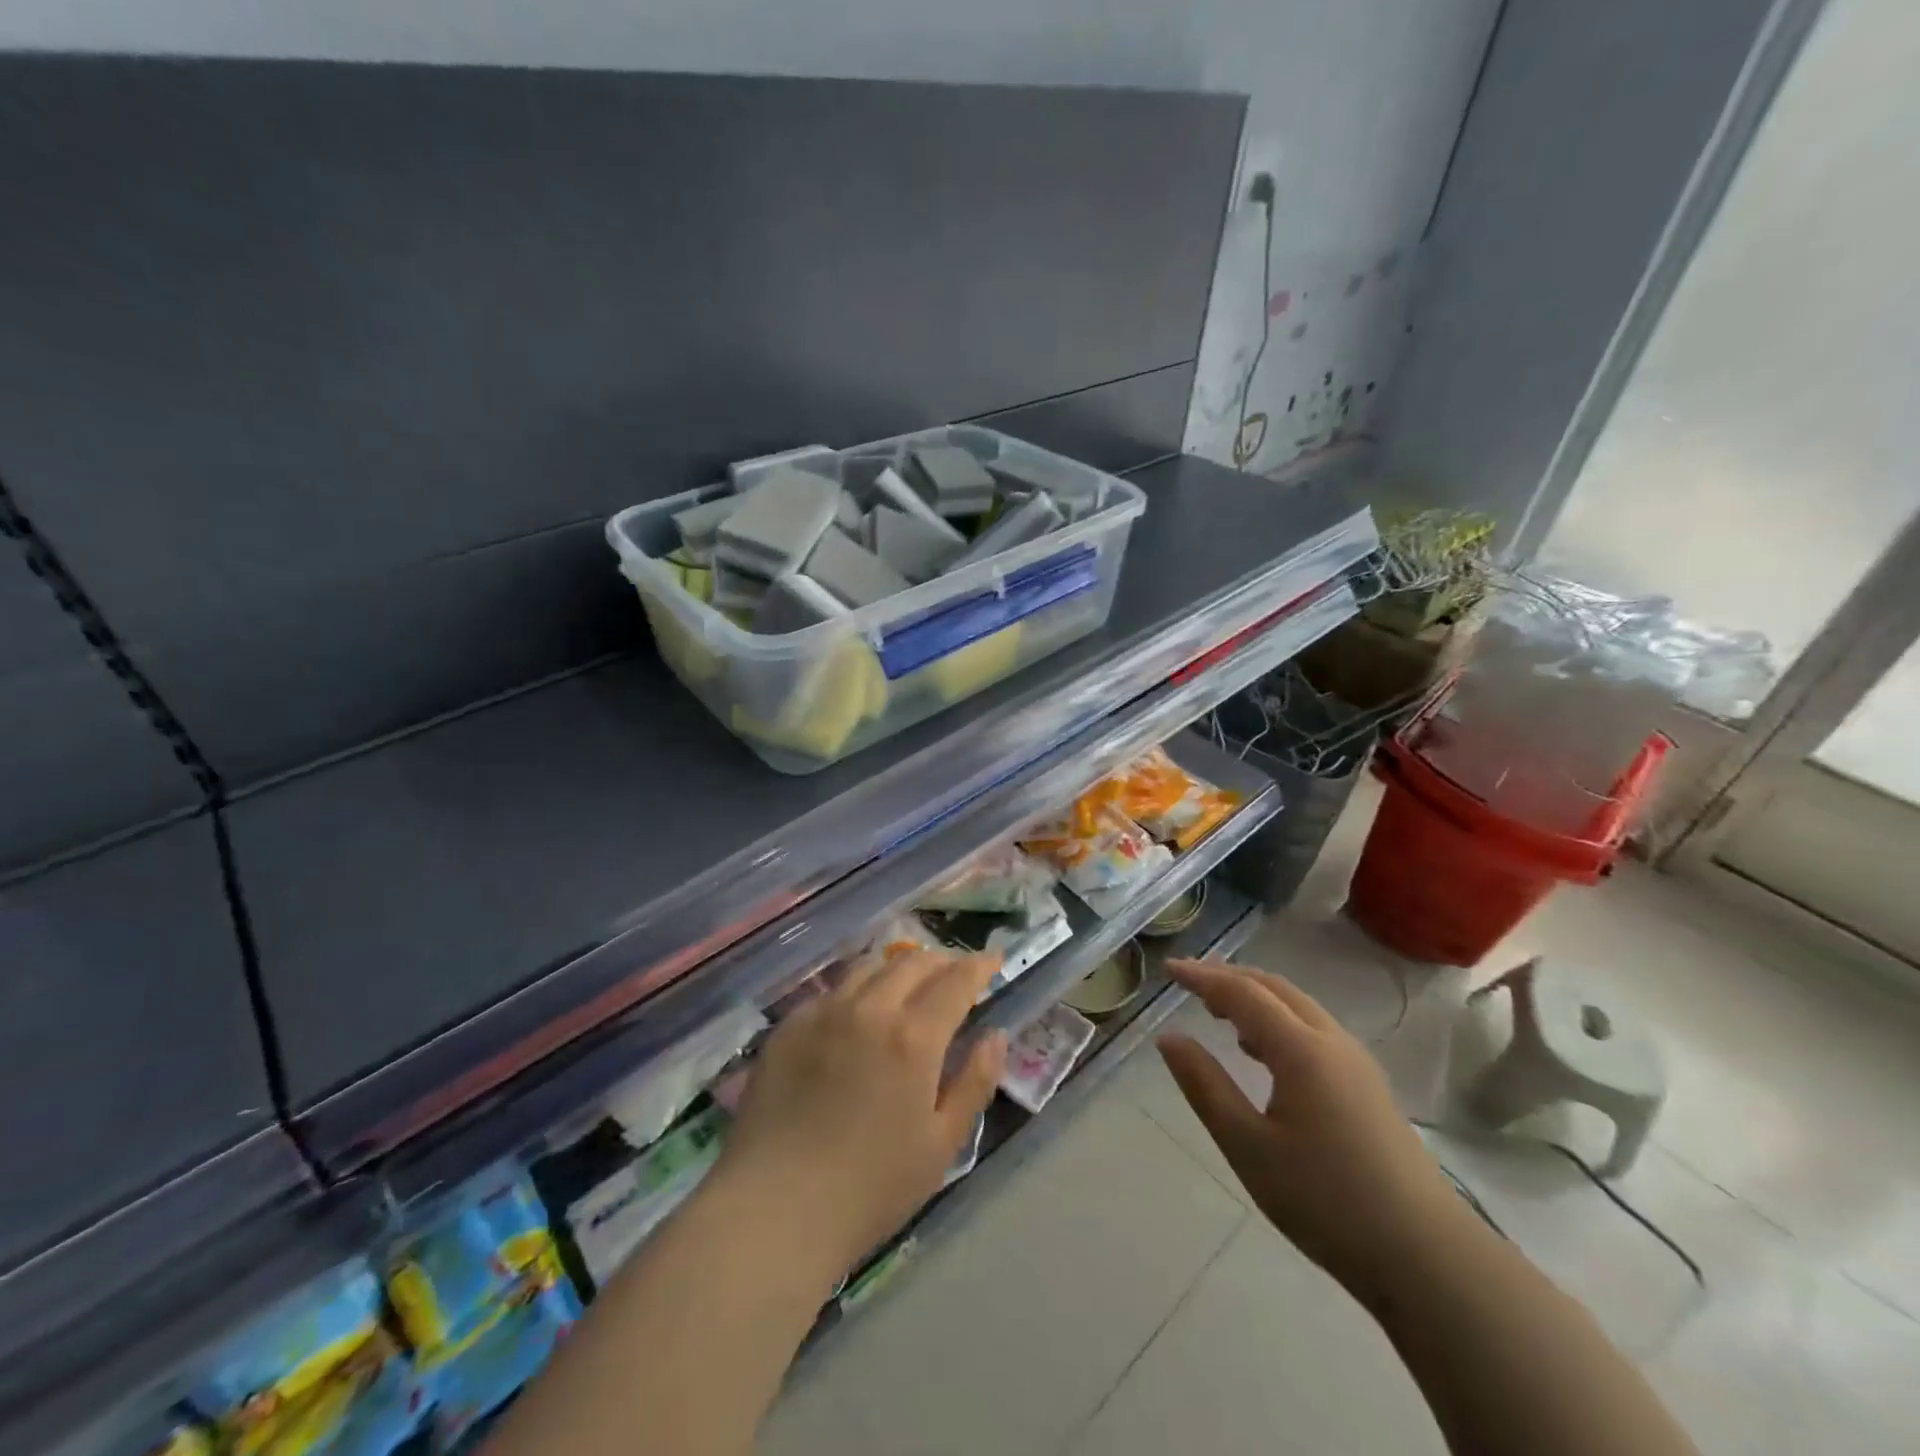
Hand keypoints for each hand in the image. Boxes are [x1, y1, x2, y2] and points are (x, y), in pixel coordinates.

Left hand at [713, 948, 1008, 1276]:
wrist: (773, 1209)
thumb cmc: (870, 1188)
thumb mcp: (941, 1144)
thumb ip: (974, 1082)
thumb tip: (996, 1035)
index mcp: (913, 1037)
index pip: (955, 981)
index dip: (979, 965)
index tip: (994, 958)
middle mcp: (869, 1009)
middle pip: (913, 964)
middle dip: (942, 961)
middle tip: (956, 972)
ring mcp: (823, 1013)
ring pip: (869, 968)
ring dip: (898, 967)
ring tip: (909, 980)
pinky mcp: (788, 1026)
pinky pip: (832, 991)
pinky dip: (858, 988)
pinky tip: (857, 1010)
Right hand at [1157, 958, 1466, 1301]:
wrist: (1428, 1259)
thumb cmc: (1326, 1201)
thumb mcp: (1248, 1146)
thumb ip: (1205, 1086)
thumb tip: (1169, 1038)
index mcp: (1301, 1049)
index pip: (1242, 992)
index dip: (1202, 976)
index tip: (1168, 968)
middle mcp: (1331, 1041)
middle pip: (1274, 988)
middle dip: (1229, 978)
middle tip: (1189, 984)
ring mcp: (1356, 1063)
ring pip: (1298, 1007)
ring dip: (1255, 998)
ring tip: (1217, 1013)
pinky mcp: (1368, 1086)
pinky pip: (1314, 1030)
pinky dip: (1278, 1021)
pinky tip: (1261, 1052)